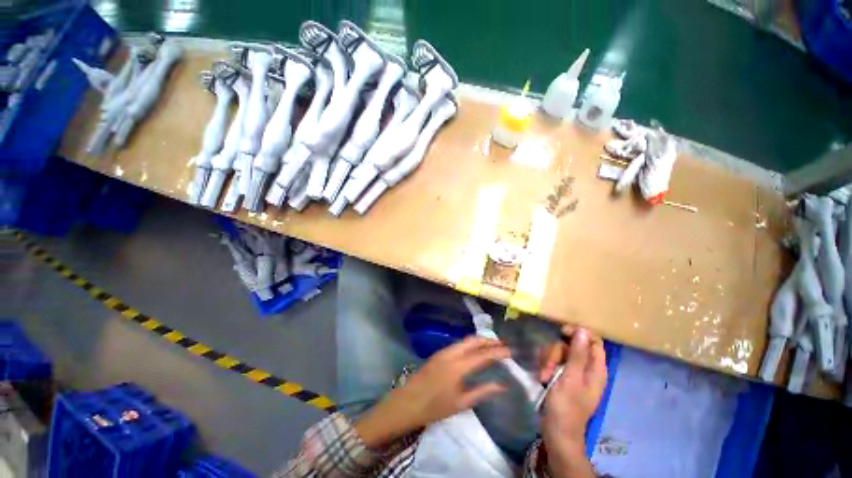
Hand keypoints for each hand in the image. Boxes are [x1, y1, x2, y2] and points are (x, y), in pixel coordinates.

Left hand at [355, 336, 509, 447]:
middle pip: (473, 340)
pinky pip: (458, 344)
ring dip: (479, 341)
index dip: (498, 352)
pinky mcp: (439, 353)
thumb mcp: (461, 403)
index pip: (483, 355)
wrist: (407, 403)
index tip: (510, 351)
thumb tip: (502, 385)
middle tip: (503, 345)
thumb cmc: (434, 407)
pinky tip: (475, 351)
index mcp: (458, 366)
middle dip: (489, 341)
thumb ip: (482, 392)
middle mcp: (451, 353)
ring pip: (465, 340)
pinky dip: (470, 344)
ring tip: (492, 347)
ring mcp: (443, 351)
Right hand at [539, 326, 606, 477]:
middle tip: (549, 367)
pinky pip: (553, 361)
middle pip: (571, 345)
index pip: (593, 341)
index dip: (579, 333)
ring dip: (548, 361)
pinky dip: (546, 366)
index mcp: (596, 369)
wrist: (557, 431)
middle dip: (556, 352)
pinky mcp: (562, 376)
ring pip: (560, 352)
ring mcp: (573, 372)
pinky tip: (542, 376)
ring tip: (544, 376)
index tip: (562, 332)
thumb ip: (577, 354)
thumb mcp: (571, 379)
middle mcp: (586, 368)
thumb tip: (583, 330)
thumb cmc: (566, 407)